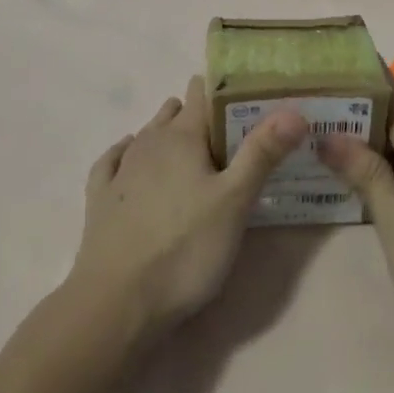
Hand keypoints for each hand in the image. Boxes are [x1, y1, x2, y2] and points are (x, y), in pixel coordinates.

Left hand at [67, 76, 306, 340]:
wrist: (116, 303)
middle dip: (201, 116)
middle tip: (231, 137)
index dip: (225, 89)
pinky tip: (130, 160)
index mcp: (182, 137)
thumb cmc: (185, 249)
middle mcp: (148, 142)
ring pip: (147, 134)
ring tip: (194, 153)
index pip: (203, 92)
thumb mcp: (235, 202)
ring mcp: (120, 170)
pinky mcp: (100, 199)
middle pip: (176, 112)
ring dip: (169, 134)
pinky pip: (114, 161)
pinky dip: (128, 154)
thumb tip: (293, 109)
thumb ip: (262, 153)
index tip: (250, 98)